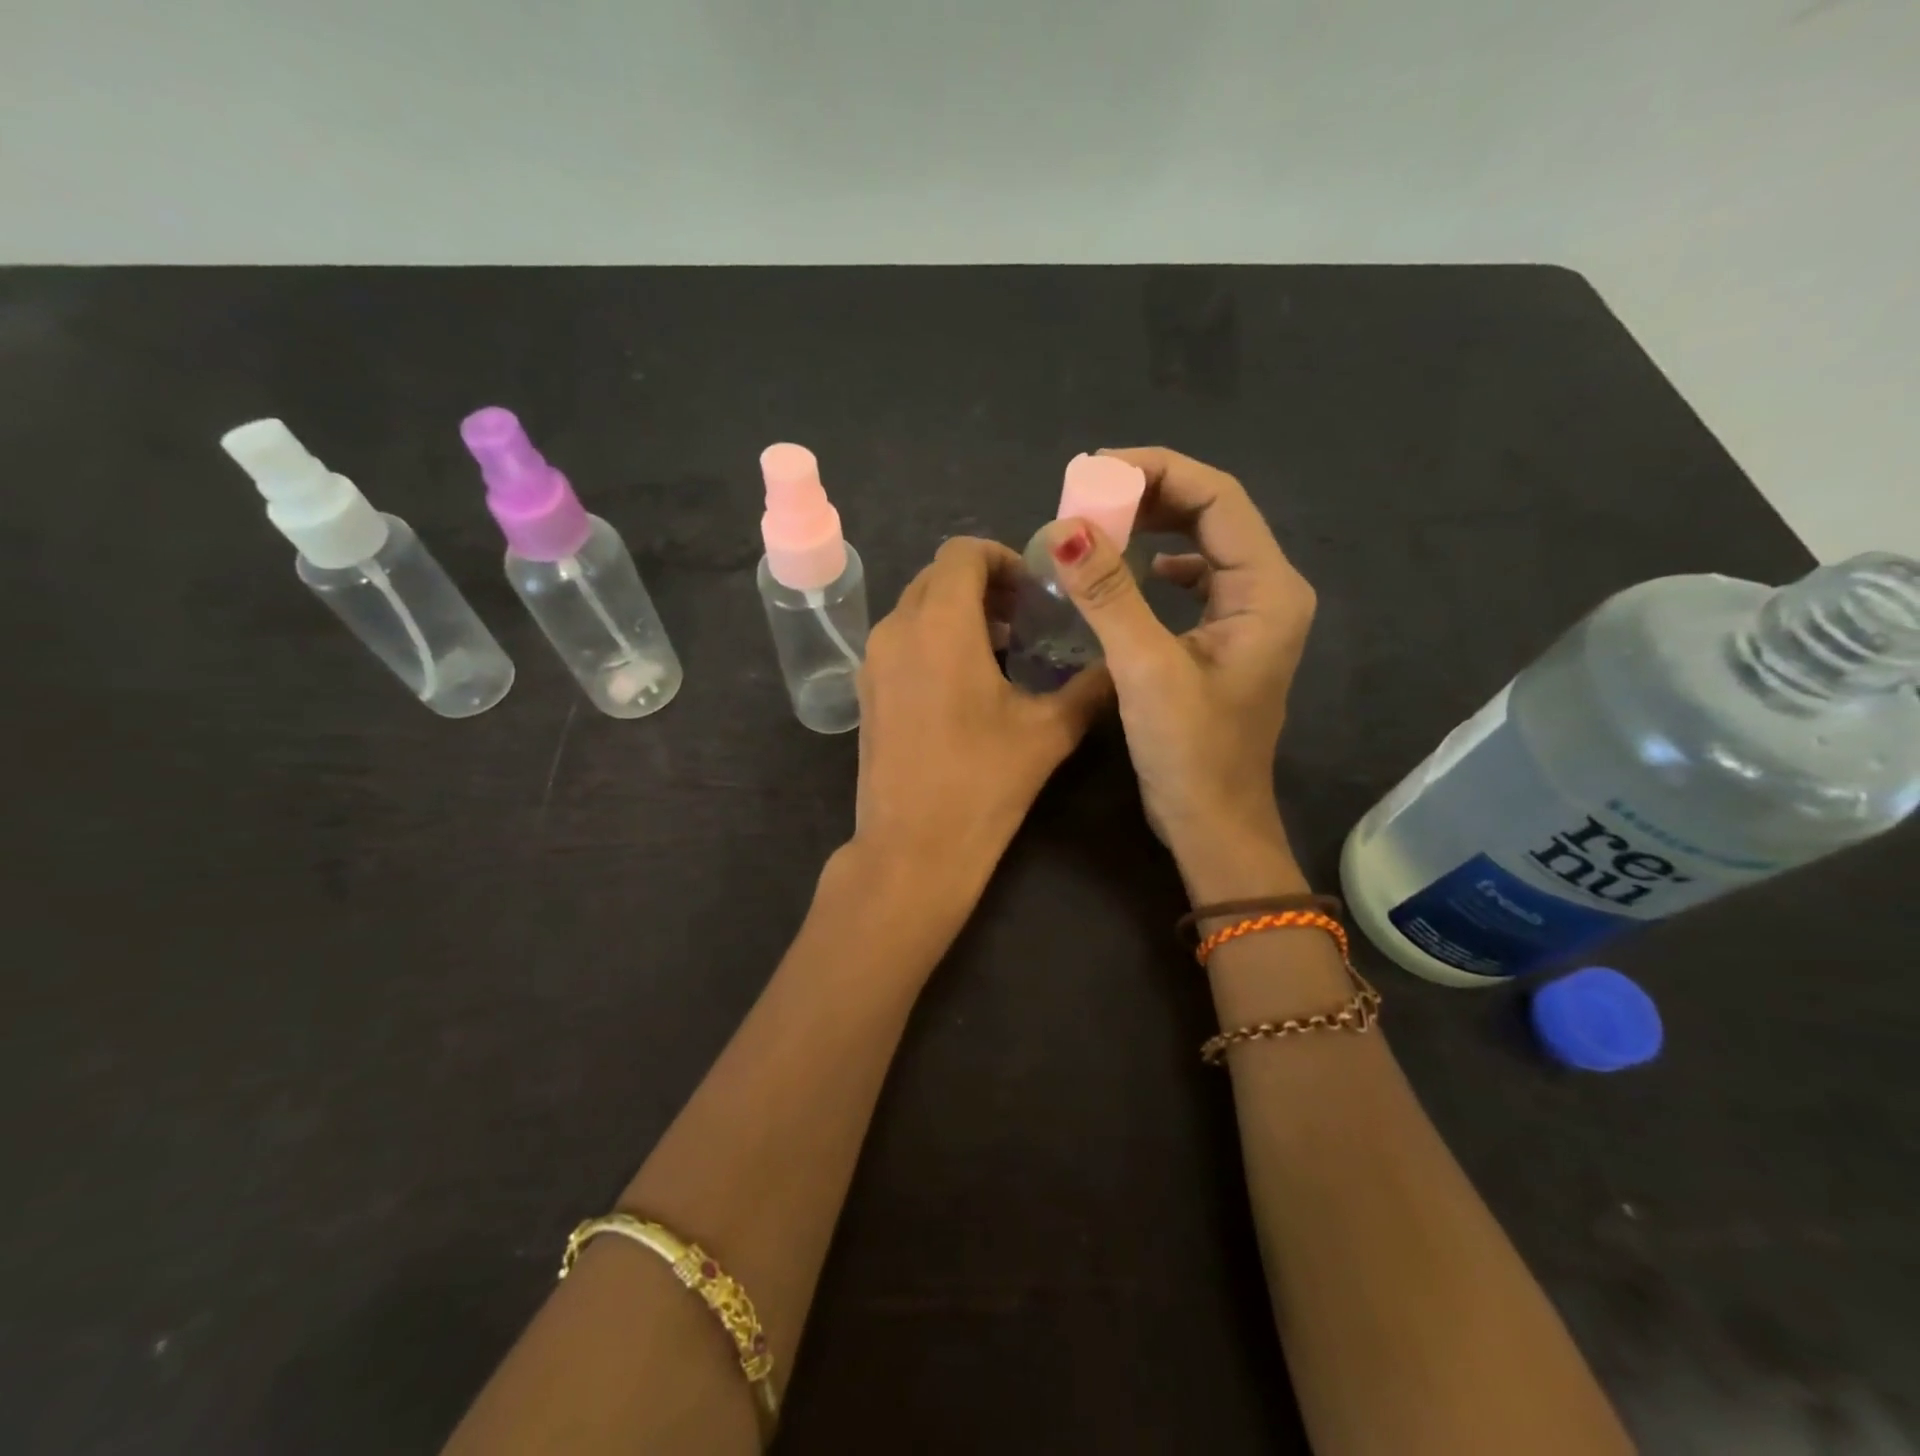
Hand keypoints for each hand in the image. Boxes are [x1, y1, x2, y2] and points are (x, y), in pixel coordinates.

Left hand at [850, 536, 1110, 893]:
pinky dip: (932, 638)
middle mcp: (897, 629)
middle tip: (1024, 618)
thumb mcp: (1048, 732)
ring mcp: (873, 660)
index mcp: (940, 624)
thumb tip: (1122, 664)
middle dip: (982, 584)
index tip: (1033, 591)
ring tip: (1000, 649)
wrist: (911, 849)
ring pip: (915, 607)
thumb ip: (1090, 687)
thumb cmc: (982, 783)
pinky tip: (964, 682)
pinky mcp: (865, 690)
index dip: (1002, 558)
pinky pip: (900, 639)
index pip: (963, 552)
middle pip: (937, 575)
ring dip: (956, 612)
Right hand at [1043, 447, 1316, 893]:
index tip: (1094, 471)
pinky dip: (1159, 564)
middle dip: (1149, 495)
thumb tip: (1067, 528)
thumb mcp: (1146, 670)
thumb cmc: (1189, 754)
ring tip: (1099, 523)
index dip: (1156, 472)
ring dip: (1151, 525)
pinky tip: (1135, 571)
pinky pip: (1195, 580)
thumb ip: (1109, 596)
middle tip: (1087, 495)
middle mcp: (1267, 592)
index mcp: (1266, 590)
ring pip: (1201, 544)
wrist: (1212, 825)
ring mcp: (1248, 617)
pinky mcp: (1224, 640)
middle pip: (1212, 513)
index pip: (1217, 497)